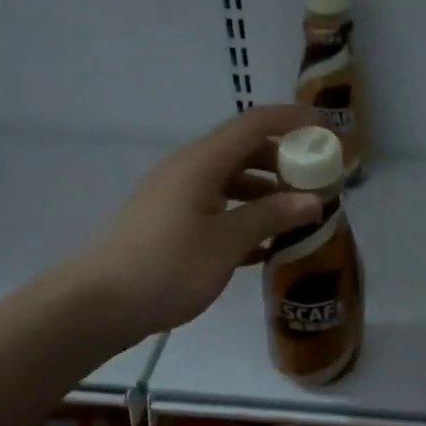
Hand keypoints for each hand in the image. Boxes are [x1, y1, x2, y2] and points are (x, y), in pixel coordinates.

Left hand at [85, 105, 322, 341]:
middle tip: (318, 181)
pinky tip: (264, 245)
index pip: (255, 124)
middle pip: (244, 150)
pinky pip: (216, 206)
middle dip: (284, 160)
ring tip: (297, 216)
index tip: (327, 131)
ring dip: (265, 192)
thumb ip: (271, 216)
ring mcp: (176, 196)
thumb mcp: (226, 242)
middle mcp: (189, 169)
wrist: (98, 304)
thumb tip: (313, 200)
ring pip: (231, 180)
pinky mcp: (170, 222)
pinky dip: (243, 215)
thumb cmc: (167, 266)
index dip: (293, 120)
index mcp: (202, 163)